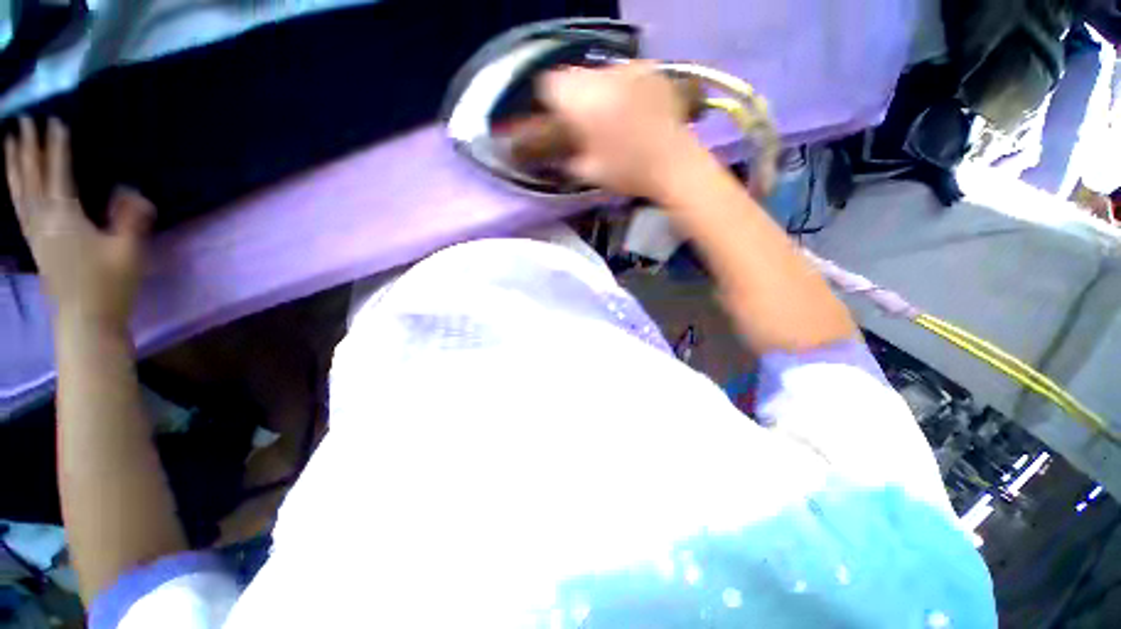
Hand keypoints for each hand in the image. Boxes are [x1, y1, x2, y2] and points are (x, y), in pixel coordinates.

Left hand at [6, 117, 153, 330]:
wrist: (86, 320)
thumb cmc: (109, 285)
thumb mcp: (128, 252)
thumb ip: (130, 219)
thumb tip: (132, 191)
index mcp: (65, 218)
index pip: (58, 173)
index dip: (57, 147)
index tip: (56, 121)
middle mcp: (43, 220)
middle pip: (31, 178)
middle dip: (27, 148)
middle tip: (23, 121)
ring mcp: (35, 233)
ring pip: (19, 191)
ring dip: (14, 165)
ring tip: (10, 142)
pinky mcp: (35, 244)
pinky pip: (19, 208)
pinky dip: (15, 188)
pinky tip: (15, 181)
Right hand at [538, 62, 702, 198]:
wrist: (673, 165)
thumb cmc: (627, 172)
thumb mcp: (587, 172)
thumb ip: (566, 156)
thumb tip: (559, 149)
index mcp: (581, 101)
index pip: (549, 85)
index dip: (551, 103)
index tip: (559, 121)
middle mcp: (602, 76)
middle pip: (574, 76)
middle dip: (575, 96)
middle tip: (584, 122)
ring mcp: (629, 69)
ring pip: (600, 74)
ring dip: (599, 91)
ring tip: (611, 117)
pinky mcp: (651, 70)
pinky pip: (625, 74)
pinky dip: (622, 88)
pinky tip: (632, 110)